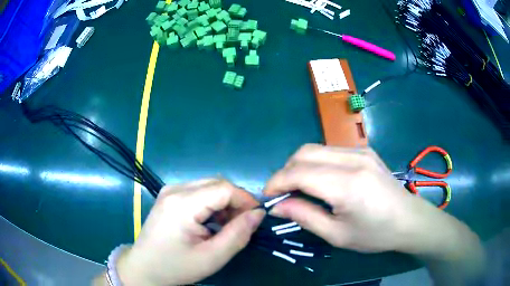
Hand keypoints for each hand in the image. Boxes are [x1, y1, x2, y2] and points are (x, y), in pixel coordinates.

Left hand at [117, 179, 264, 285]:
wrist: (144, 268)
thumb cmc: (176, 267)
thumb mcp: (212, 257)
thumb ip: (238, 234)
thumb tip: (258, 214)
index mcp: (182, 203)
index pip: (224, 188)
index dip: (246, 200)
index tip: (257, 218)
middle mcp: (175, 189)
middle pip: (217, 183)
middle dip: (236, 201)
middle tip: (243, 224)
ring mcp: (170, 190)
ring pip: (209, 186)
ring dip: (225, 203)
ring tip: (227, 226)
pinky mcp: (169, 196)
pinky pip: (199, 192)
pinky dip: (212, 204)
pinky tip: (212, 222)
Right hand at [264, 144, 472, 254]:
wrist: (409, 220)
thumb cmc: (375, 234)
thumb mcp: (337, 235)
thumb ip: (305, 217)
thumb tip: (277, 207)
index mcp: (347, 184)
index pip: (299, 172)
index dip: (277, 183)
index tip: (268, 197)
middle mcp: (353, 159)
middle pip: (304, 153)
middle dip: (285, 172)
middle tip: (283, 194)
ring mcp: (361, 151)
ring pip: (315, 148)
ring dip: (299, 165)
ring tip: (299, 188)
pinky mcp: (365, 150)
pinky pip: (330, 150)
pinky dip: (316, 162)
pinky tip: (321, 180)